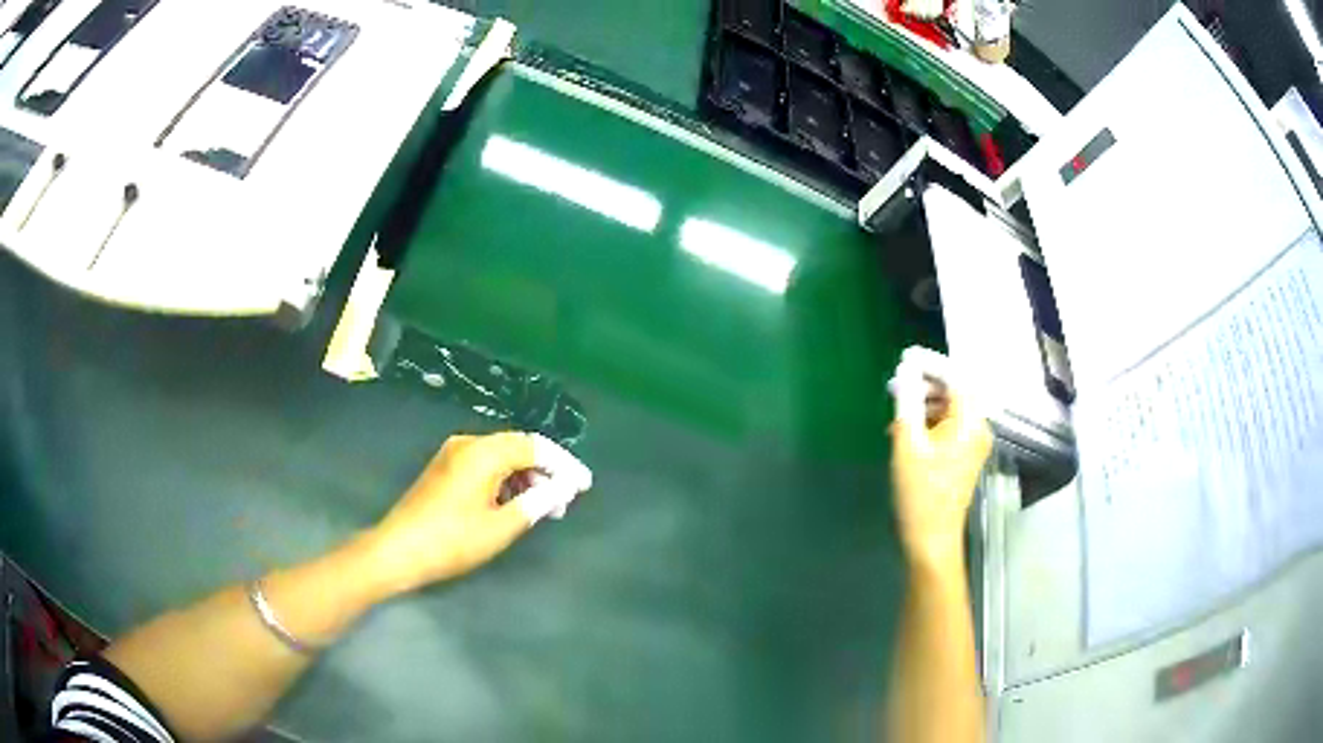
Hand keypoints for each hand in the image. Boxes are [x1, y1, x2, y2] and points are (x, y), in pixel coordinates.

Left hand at [363, 432, 590, 595]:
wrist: (398, 550)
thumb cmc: (451, 540)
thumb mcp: (499, 527)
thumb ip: (535, 504)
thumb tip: (561, 489)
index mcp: (483, 452)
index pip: (535, 446)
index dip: (563, 464)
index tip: (584, 486)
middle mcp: (468, 444)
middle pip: (518, 447)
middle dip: (546, 471)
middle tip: (566, 500)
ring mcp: (454, 455)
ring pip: (502, 456)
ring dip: (526, 477)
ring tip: (545, 507)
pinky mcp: (446, 469)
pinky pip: (485, 465)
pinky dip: (506, 480)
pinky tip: (515, 504)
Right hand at [888, 347, 992, 568]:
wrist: (931, 540)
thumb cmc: (920, 493)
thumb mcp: (907, 443)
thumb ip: (908, 401)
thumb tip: (906, 369)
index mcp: (970, 422)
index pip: (956, 377)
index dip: (931, 363)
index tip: (905, 357)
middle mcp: (979, 428)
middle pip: (956, 392)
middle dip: (926, 384)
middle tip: (896, 386)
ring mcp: (974, 444)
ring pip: (951, 409)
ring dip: (925, 404)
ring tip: (897, 410)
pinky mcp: (966, 456)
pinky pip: (950, 426)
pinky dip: (930, 422)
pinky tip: (907, 431)